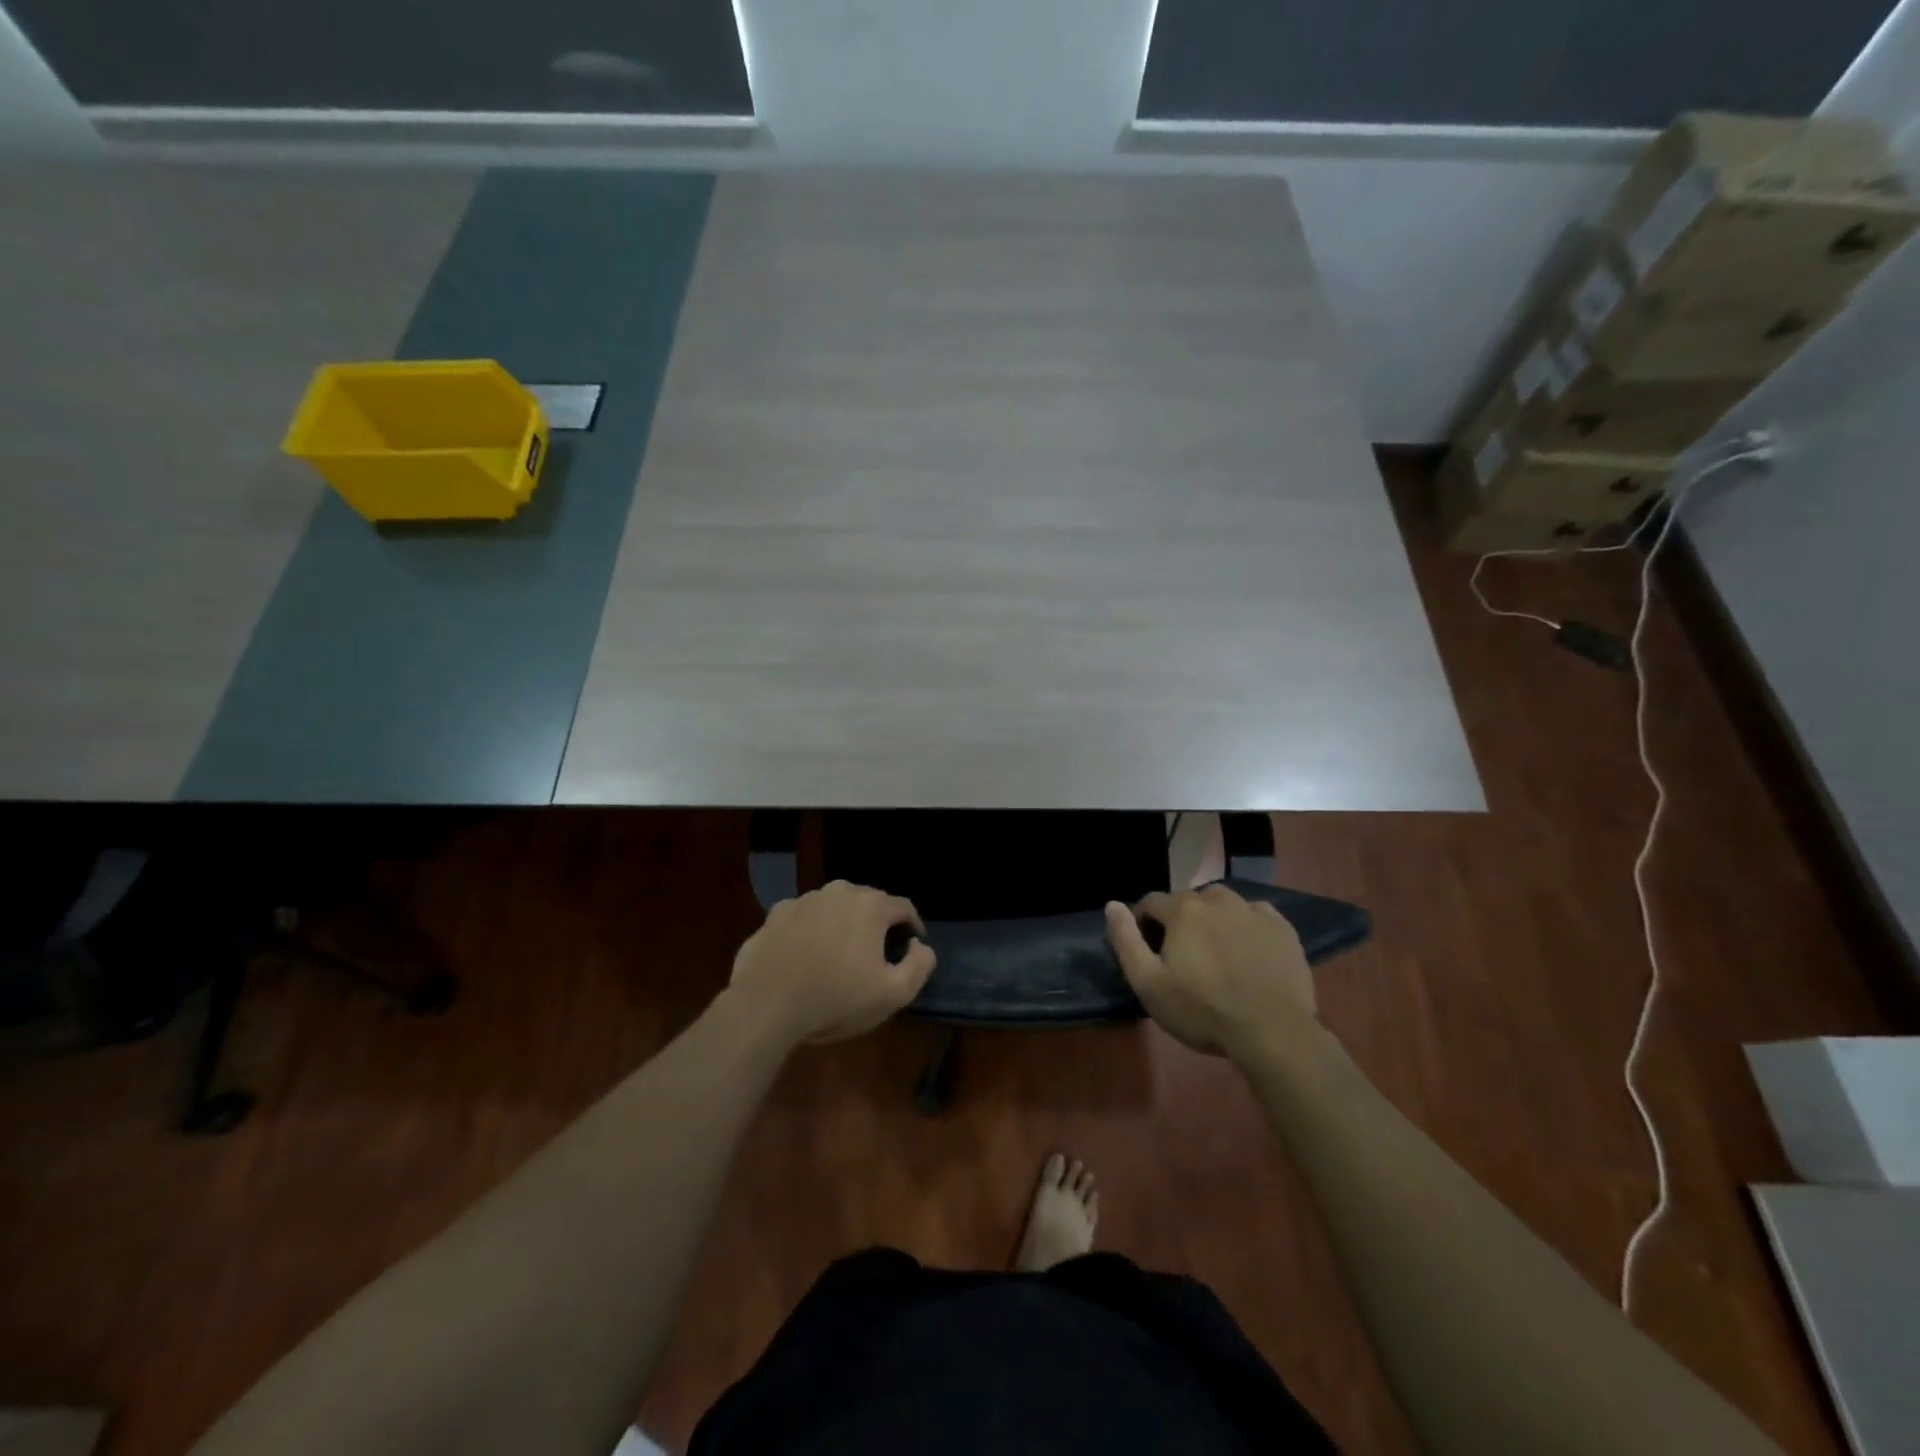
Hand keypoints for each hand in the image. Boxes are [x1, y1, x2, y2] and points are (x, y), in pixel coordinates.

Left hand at [729, 880, 935, 1044]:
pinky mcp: (774, 915)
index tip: (912, 946)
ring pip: (833, 908)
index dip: (913, 927)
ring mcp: (802, 900)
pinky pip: (803, 919)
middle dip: (876, 924)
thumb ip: (919, 964)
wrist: (766, 1006)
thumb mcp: (894, 994)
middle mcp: (838, 891)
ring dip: (841, 925)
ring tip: (838, 956)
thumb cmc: (836, 999)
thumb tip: (919, 945)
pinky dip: (810, 932)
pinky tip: (805, 958)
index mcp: (870, 905)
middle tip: (876, 953)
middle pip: (868, 903)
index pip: (904, 908)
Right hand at [1104, 885, 1314, 1057]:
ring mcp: (1253, 911)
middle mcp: (1217, 899)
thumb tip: (1111, 905)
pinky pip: (1255, 915)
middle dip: (1179, 921)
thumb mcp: (1149, 983)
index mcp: (1183, 910)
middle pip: (1188, 901)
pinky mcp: (1282, 928)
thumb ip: (1126, 940)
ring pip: (1222, 904)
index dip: (1143, 922)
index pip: (1151, 901)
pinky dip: (1246, 926)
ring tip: (1216, 951)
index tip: (1148, 948)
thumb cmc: (1202, 1010)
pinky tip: (1247, 952)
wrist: (1272, 1032)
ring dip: (1213, 918)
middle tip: (1183, 956)